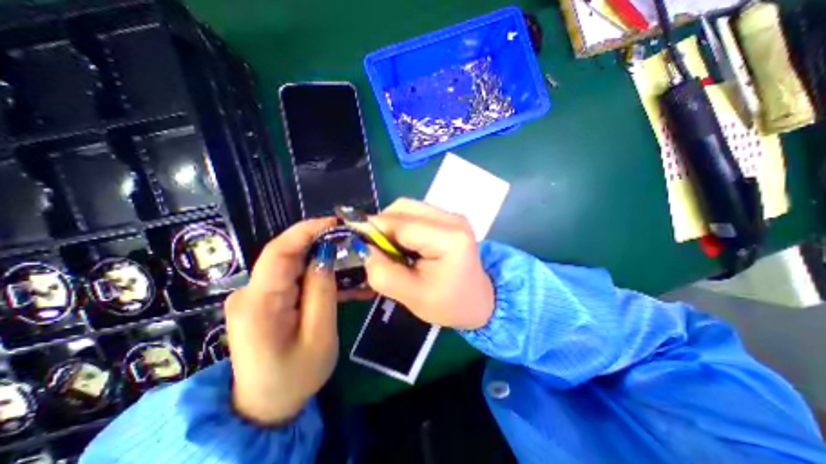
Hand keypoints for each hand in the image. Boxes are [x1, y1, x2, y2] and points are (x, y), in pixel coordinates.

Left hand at [223, 219, 342, 425]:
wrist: (265, 406)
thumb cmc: (295, 376)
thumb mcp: (320, 335)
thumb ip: (322, 291)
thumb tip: (326, 254)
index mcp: (259, 303)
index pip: (279, 252)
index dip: (307, 230)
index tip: (336, 222)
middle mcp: (250, 293)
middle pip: (285, 254)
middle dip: (318, 241)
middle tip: (349, 239)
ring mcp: (255, 295)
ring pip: (291, 264)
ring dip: (319, 256)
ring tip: (348, 256)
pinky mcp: (265, 299)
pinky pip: (292, 277)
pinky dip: (314, 272)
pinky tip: (335, 275)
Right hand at [364, 199, 492, 329]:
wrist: (480, 301)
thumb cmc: (451, 304)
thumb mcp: (413, 297)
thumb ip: (383, 273)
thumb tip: (362, 249)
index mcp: (449, 238)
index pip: (401, 224)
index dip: (372, 229)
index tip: (352, 240)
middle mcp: (452, 218)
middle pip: (403, 208)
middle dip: (381, 225)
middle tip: (373, 249)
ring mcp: (451, 216)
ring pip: (407, 208)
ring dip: (391, 225)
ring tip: (389, 249)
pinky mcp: (448, 219)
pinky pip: (415, 214)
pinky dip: (401, 226)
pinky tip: (402, 245)